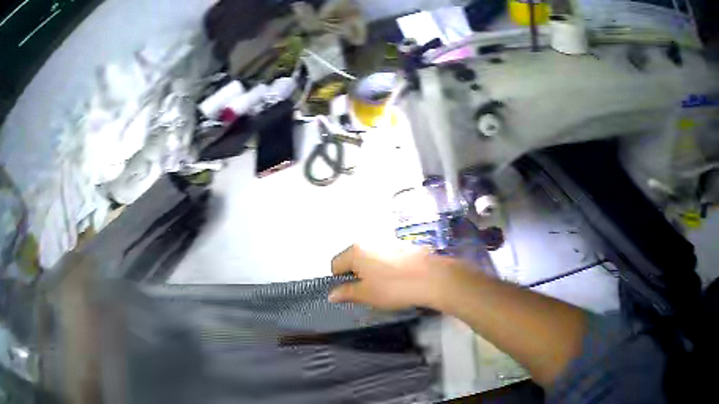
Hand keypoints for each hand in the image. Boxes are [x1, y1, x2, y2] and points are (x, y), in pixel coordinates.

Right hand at [328, 243, 461, 310]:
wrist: (432, 278)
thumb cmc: (393, 287)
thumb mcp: (366, 294)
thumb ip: (346, 293)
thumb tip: (331, 295)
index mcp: (355, 251)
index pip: (335, 264)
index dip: (339, 281)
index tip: (352, 293)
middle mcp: (368, 240)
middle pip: (352, 258)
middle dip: (356, 275)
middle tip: (368, 291)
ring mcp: (387, 240)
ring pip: (370, 257)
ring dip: (371, 270)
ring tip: (385, 286)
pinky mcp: (402, 244)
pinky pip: (385, 255)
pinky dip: (385, 266)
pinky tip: (398, 279)